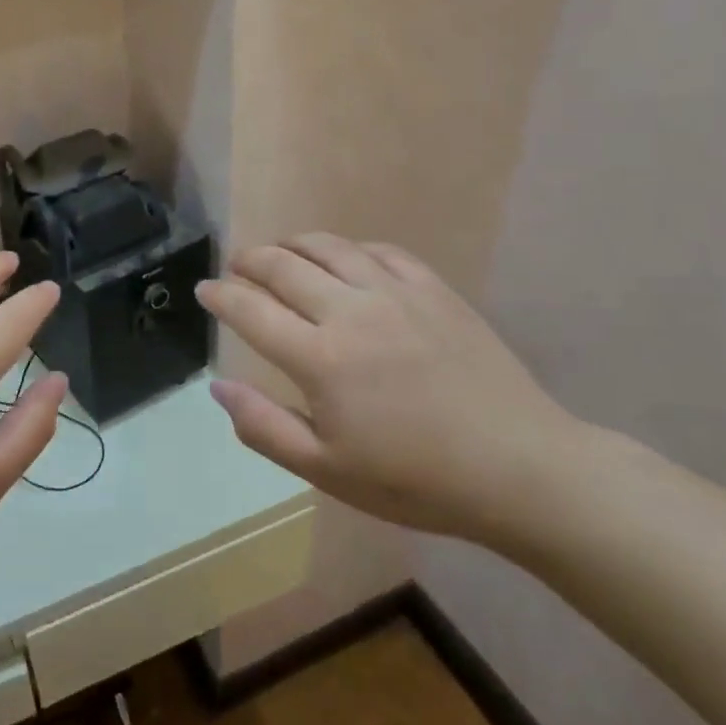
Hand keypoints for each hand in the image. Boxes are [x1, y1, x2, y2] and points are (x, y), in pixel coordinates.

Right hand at [196, 233, 586, 541]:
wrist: (521, 470)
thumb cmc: (415, 480)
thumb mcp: (327, 471)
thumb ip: (263, 427)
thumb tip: (217, 387)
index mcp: (320, 358)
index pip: (251, 310)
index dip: (220, 295)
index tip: (204, 290)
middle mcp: (351, 311)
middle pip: (284, 266)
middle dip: (250, 261)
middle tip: (236, 266)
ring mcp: (397, 294)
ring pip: (330, 247)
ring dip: (294, 244)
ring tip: (280, 252)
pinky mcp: (435, 291)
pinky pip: (381, 251)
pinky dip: (350, 248)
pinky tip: (346, 260)